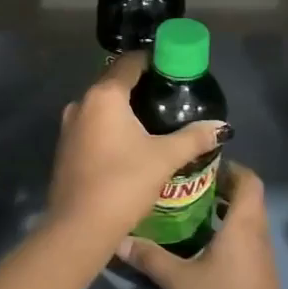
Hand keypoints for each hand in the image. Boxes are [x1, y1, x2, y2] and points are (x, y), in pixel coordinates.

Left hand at [44, 52, 226, 243]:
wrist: (79, 228)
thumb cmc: (123, 183)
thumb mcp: (165, 158)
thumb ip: (194, 137)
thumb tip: (222, 127)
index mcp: (104, 96)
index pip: (130, 62)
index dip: (153, 60)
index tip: (175, 68)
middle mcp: (81, 103)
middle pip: (114, 82)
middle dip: (141, 85)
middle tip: (170, 95)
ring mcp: (69, 126)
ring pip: (102, 105)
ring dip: (125, 108)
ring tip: (154, 119)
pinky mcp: (65, 148)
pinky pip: (93, 125)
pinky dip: (111, 126)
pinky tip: (131, 142)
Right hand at [115, 161, 286, 288]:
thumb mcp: (179, 281)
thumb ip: (150, 257)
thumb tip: (119, 238)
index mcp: (244, 225)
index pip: (249, 180)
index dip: (231, 168)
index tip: (202, 166)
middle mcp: (258, 235)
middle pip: (248, 198)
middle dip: (221, 188)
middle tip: (186, 186)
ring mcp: (262, 258)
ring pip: (247, 221)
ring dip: (224, 212)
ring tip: (188, 211)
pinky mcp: (259, 277)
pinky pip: (245, 242)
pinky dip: (227, 234)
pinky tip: (199, 247)